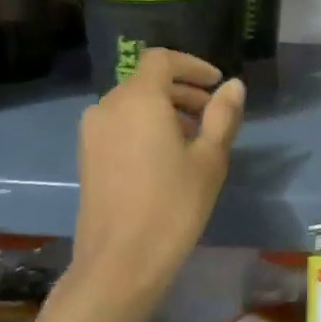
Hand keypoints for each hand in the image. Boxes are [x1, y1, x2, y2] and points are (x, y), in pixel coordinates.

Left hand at [71, 49, 244, 301]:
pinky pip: (120, 125)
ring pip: (132, 104)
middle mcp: (108, 106)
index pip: (162, 60)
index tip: (217, 85)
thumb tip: (233, 86)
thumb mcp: (209, 159)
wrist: (120, 261)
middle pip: (147, 81)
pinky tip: (167, 157)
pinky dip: (145, 127)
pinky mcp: (87, 156)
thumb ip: (223, 116)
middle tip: (213, 115)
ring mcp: (92, 133)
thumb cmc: (173, 205)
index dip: (192, 66)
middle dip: (182, 91)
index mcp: (138, 99)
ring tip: (195, 139)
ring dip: (165, 110)